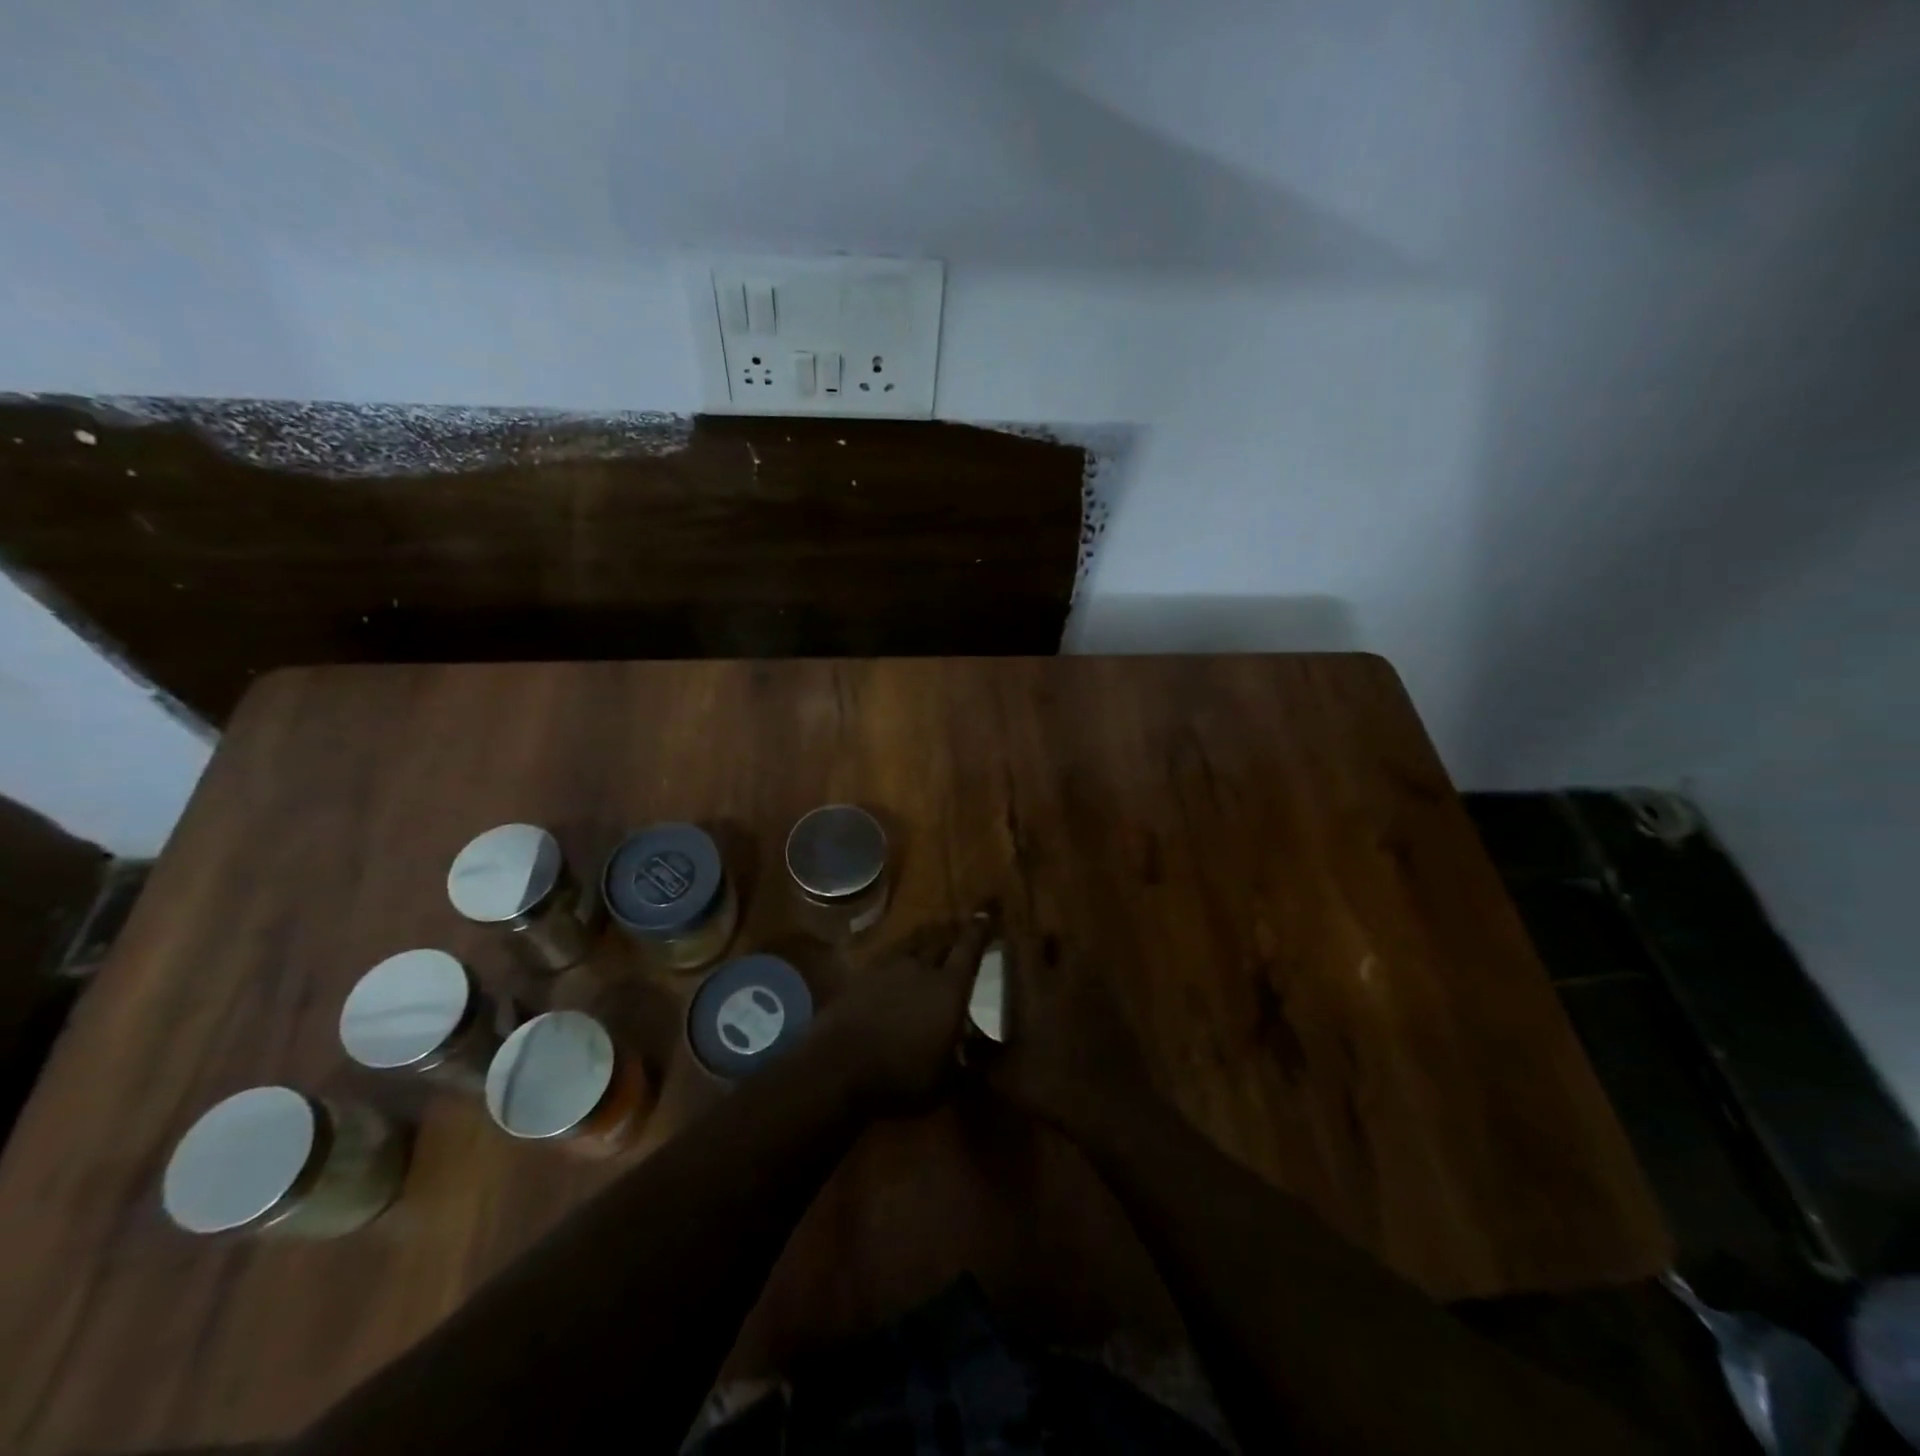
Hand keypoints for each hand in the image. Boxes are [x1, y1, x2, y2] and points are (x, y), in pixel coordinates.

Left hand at [815, 912, 994, 1113]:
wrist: (839, 1066)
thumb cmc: (902, 1075)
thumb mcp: (946, 1082)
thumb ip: (968, 1067)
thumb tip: (984, 1061)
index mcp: (949, 988)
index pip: (969, 949)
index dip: (979, 931)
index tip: (985, 914)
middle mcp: (921, 968)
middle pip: (939, 940)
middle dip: (951, 934)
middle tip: (958, 932)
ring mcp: (887, 968)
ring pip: (911, 945)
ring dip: (923, 942)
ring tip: (928, 942)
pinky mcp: (861, 976)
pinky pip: (886, 959)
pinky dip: (896, 959)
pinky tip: (895, 967)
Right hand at [986, 935, 1157, 1136]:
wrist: (1111, 1106)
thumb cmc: (1052, 1084)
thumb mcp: (1004, 1076)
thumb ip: (981, 1056)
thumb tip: (963, 1046)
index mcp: (1038, 985)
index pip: (1025, 941)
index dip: (1014, 939)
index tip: (1003, 948)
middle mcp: (1069, 977)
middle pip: (1062, 939)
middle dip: (1047, 943)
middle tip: (1033, 960)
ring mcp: (1098, 991)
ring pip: (1084, 958)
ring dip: (1069, 962)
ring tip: (1055, 983)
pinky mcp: (1118, 1008)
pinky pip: (1099, 983)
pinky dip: (1087, 987)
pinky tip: (1078, 1011)